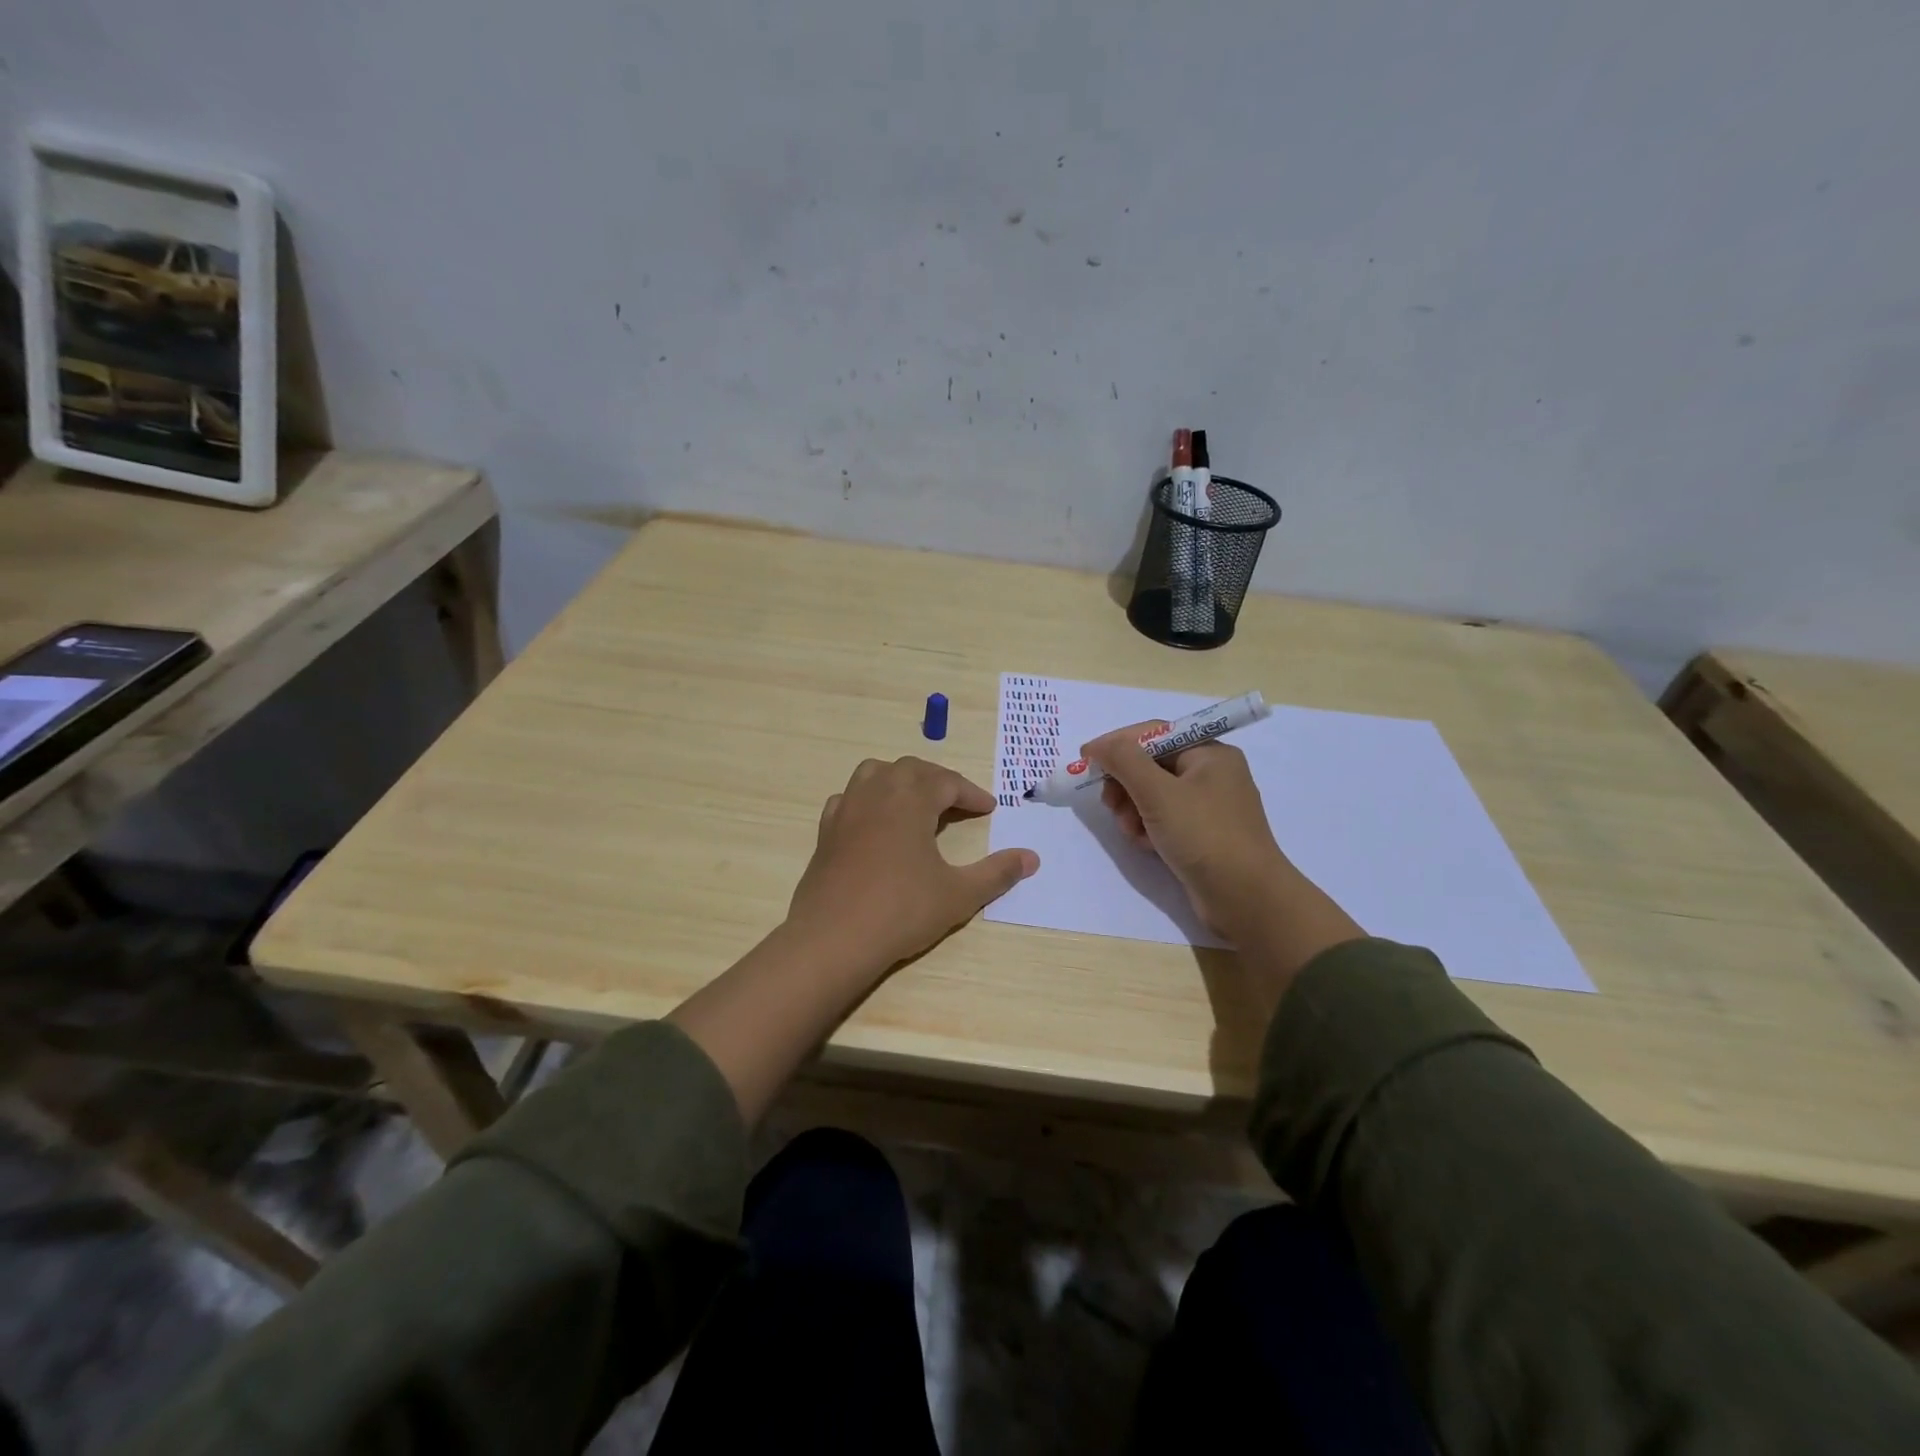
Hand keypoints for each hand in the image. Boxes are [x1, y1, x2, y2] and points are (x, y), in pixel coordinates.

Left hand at [785, 757, 1039, 979]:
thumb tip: (1032, 858)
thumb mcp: (959, 894)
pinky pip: (849, 799)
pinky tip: (875, 823)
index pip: (947, 782)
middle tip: (959, 804)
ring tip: (917, 803)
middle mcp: (877, 792)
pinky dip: (868, 800)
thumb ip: (997, 872)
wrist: (833, 938)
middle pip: (912, 770)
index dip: (972, 794)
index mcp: (911, 799)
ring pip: (876, 774)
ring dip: (901, 781)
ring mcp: (846, 809)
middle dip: (939, 781)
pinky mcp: (826, 831)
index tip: (989, 808)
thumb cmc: (901, 911)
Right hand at [1087, 727, 1289, 940]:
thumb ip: (1124, 761)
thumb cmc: (1203, 835)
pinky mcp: (1203, 835)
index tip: (1086, 760)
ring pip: (1154, 795)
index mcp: (1209, 753)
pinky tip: (1144, 844)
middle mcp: (1212, 774)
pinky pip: (1164, 819)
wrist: (1246, 898)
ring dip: (1133, 809)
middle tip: (1109, 804)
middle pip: (1151, 765)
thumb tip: (1098, 745)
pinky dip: (1148, 828)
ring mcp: (1208, 806)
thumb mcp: (1158, 793)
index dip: (1117, 744)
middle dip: (1125, 784)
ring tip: (1130, 831)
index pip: (1153, 734)